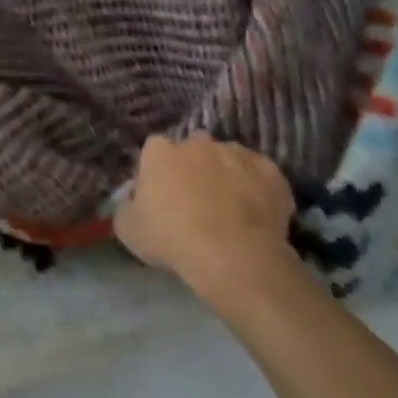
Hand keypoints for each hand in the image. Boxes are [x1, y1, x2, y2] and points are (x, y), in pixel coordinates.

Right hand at [114, 135, 296, 306]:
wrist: (232, 255)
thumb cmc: (172, 238)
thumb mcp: (128, 229)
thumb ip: (127, 207)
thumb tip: (133, 202)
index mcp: (159, 152)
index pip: (154, 150)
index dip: (158, 171)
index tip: (162, 195)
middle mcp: (196, 143)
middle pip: (193, 149)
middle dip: (195, 167)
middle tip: (198, 201)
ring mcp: (235, 154)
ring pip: (229, 158)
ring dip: (228, 175)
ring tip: (231, 210)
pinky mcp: (270, 171)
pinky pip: (262, 175)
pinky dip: (259, 189)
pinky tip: (259, 215)